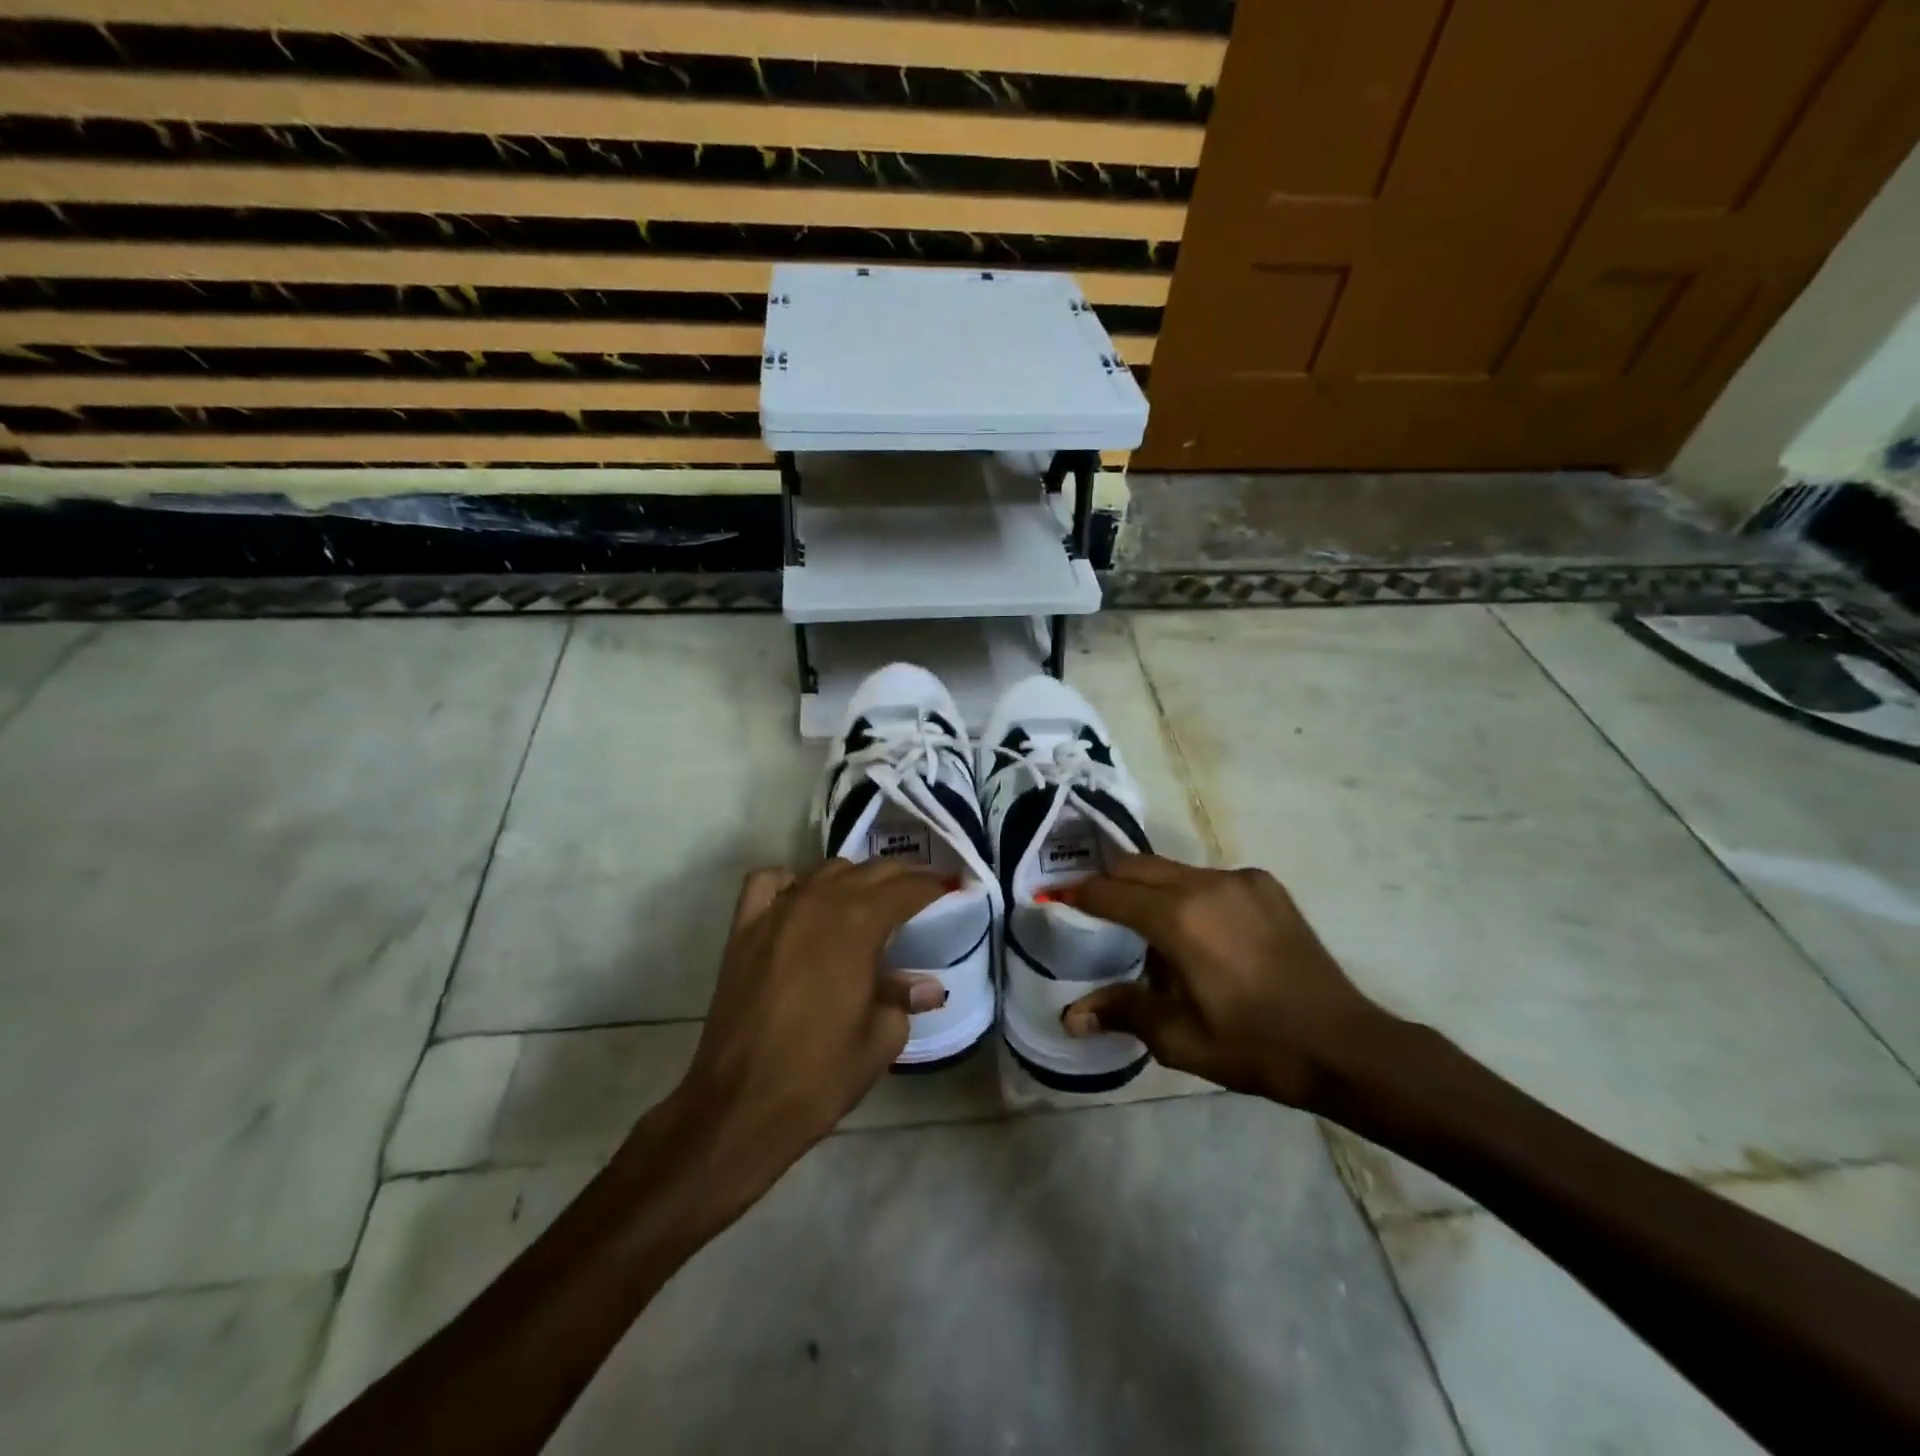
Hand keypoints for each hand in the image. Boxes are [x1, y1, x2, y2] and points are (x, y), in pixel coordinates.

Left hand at [665, 860, 947, 1192]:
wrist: (740, 1105)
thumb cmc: (821, 1074)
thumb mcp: (881, 1037)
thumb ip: (903, 997)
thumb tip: (927, 986)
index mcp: (858, 924)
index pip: (905, 889)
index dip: (933, 885)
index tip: (952, 886)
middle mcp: (818, 903)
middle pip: (868, 871)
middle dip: (900, 877)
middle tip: (922, 890)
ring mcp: (776, 912)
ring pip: (823, 871)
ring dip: (853, 878)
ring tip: (869, 899)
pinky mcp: (743, 929)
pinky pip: (770, 882)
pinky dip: (792, 881)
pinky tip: (804, 899)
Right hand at [1060, 856, 1395, 1110]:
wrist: (1345, 1045)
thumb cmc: (1254, 1046)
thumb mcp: (1179, 1039)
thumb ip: (1121, 1012)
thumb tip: (1070, 1016)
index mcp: (1178, 918)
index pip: (1109, 893)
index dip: (1077, 896)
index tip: (1056, 901)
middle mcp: (1204, 883)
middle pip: (1136, 866)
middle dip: (1109, 883)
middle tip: (1093, 909)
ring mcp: (1239, 879)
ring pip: (1173, 869)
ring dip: (1150, 888)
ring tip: (1148, 926)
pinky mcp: (1265, 885)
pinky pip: (1208, 878)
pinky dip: (1188, 893)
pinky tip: (1200, 931)